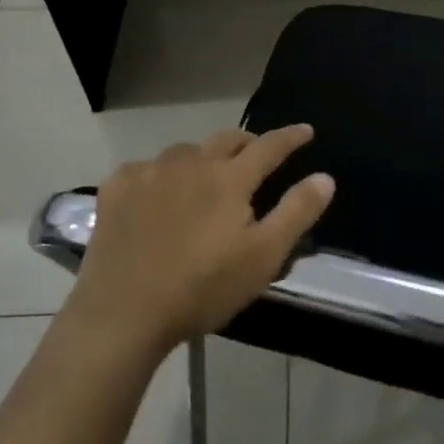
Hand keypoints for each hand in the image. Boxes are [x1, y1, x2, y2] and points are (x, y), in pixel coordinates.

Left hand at [66, 125, 334, 355]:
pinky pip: (145, 168)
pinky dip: (159, 175)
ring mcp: (150, 172)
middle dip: (247, 142)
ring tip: (205, 178)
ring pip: (185, 152)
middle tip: (256, 154)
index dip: (291, 137)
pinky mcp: (117, 188)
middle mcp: (191, 163)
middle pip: (226, 140)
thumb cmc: (202, 288)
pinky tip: (156, 195)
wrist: (123, 312)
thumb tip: (325, 177)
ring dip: (202, 158)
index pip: (269, 147)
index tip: (306, 130)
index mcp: (230, 179)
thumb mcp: (262, 257)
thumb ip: (296, 212)